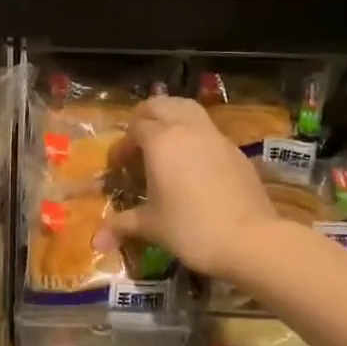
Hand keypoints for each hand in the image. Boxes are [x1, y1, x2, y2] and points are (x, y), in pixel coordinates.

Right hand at [96, 96, 281, 278]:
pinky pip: (208, 130)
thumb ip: (122, 225)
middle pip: (161, 105)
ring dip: (172, 117)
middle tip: (137, 143)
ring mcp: (215, 137)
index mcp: (161, 141)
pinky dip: (194, 135)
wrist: (250, 239)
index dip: (123, 145)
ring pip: (188, 109)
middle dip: (144, 118)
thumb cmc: (191, 228)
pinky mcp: (235, 151)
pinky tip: (193, 163)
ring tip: (164, 142)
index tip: (119, 168)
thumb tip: (96, 241)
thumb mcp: (151, 226)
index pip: (135, 128)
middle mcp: (187, 129)